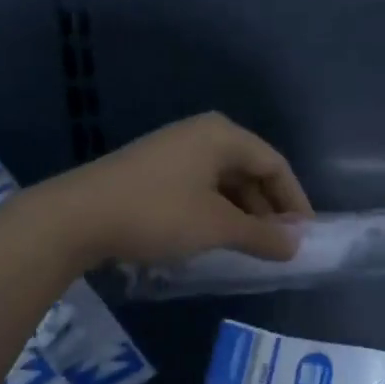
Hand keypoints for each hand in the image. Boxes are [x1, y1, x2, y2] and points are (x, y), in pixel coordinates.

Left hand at [37, 113, 312, 265]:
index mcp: (222, 135)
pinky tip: (216, 239)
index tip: (307, 236)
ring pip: (224, 182)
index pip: (275, 164)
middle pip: (250, 170)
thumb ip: (262, 235)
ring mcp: (175, 150)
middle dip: (269, 209)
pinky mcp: (154, 170)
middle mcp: (201, 134)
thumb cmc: (157, 214)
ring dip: (242, 214)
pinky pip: (200, 188)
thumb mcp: (217, 227)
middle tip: (281, 246)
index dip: (295, 200)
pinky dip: (216, 212)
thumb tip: (296, 246)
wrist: (77, 217)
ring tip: (252, 248)